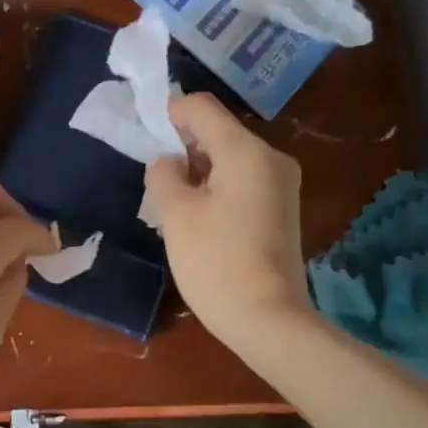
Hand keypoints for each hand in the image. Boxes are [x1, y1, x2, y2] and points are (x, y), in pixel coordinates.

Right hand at [143, 93, 310, 349]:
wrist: (267, 319)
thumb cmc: (215, 262)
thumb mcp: (176, 214)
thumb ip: (164, 173)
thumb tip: (170, 162)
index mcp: (246, 151)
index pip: (201, 108)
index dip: (169, 114)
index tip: (145, 138)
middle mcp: (271, 158)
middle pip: (218, 132)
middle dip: (184, 147)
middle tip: (157, 179)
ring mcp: (282, 184)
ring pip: (230, 158)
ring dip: (199, 170)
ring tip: (176, 204)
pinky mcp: (282, 208)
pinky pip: (243, 180)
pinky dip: (218, 187)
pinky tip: (201, 218)